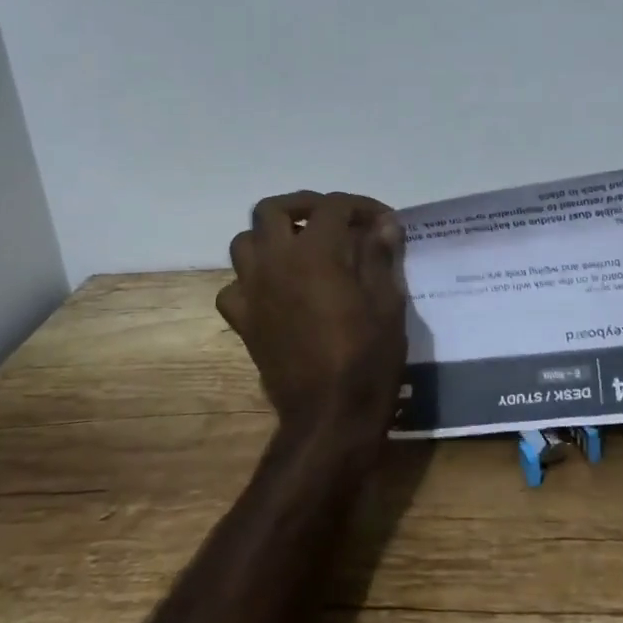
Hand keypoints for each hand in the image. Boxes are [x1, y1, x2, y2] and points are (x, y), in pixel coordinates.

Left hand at [217, 191, 407, 454]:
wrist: (329, 416)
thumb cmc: (367, 358)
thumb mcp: (388, 304)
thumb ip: (380, 256)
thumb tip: (383, 224)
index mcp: (314, 253)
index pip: (333, 207)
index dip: (361, 206)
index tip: (383, 221)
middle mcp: (275, 262)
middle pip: (272, 210)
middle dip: (304, 206)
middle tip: (332, 220)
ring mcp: (253, 292)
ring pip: (244, 242)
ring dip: (271, 237)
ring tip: (301, 249)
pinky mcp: (244, 321)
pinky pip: (234, 287)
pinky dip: (252, 280)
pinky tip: (276, 290)